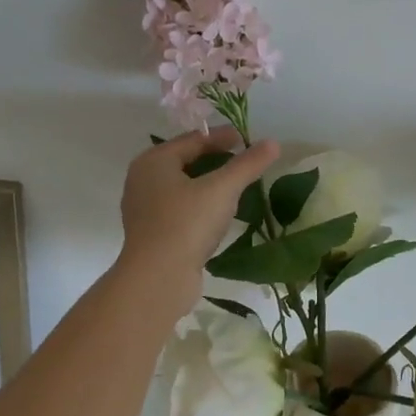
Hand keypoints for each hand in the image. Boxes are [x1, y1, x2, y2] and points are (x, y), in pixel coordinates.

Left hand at [117, 129, 279, 309]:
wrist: (157, 279)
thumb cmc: (187, 224)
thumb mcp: (222, 189)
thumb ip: (247, 165)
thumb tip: (273, 143)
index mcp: (153, 161)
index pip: (193, 139)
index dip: (222, 137)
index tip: (246, 139)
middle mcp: (143, 180)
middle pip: (185, 162)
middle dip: (215, 160)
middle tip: (243, 162)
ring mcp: (144, 209)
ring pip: (182, 188)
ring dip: (208, 185)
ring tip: (235, 188)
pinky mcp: (152, 234)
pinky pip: (180, 210)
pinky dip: (200, 206)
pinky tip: (218, 216)